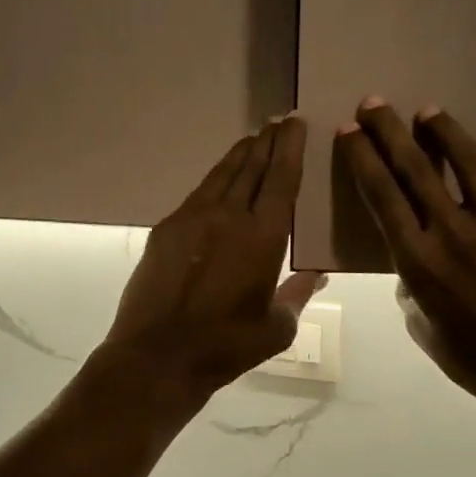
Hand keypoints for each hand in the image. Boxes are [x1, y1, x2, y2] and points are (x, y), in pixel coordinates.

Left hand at [100, 115, 324, 412]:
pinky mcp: (166, 229)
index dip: (290, 147)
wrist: (157, 355)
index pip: (281, 178)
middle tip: (278, 121)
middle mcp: (228, 216)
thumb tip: (317, 275)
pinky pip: (198, 193)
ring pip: (221, 174)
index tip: (296, 122)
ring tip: (253, 139)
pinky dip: (215, 179)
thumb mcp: (277, 328)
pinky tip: (219, 180)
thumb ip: (298, 295)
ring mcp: (192, 218)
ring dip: (240, 154)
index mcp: (262, 236)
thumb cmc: (225, 346)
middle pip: (251, 166)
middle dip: (267, 141)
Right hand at [336, 99, 475, 407]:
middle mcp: (453, 231)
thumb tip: (416, 254)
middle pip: (414, 168)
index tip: (349, 130)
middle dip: (389, 130)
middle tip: (374, 102)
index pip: (381, 194)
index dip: (362, 157)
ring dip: (445, 130)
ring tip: (430, 110)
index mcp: (417, 258)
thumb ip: (411, 281)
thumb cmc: (470, 354)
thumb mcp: (420, 322)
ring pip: (468, 161)